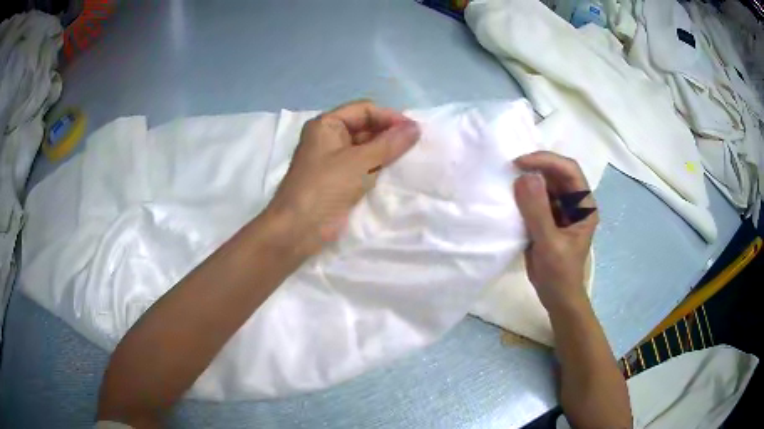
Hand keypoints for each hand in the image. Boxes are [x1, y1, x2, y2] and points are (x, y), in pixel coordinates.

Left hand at [264, 100, 419, 257]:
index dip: (389, 117)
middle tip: (415, 145)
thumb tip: (416, 128)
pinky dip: (378, 167)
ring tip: (410, 158)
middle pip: (364, 127)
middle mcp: (328, 138)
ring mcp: (332, 160)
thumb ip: (390, 144)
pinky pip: (362, 166)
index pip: (364, 110)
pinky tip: (396, 172)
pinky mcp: (337, 180)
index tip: (415, 130)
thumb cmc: (325, 188)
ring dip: (385, 151)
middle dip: (389, 134)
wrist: (298, 230)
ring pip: (365, 147)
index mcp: (327, 124)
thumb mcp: (360, 162)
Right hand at [513, 151, 597, 313]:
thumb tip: (524, 177)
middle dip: (536, 167)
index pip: (569, 171)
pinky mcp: (548, 217)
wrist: (556, 297)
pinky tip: (510, 195)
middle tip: (510, 169)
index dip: (547, 161)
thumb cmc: (560, 273)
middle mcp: (574, 202)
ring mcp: (561, 209)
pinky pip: (535, 197)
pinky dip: (523, 194)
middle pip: (557, 173)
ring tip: (508, 179)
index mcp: (584, 205)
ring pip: (545, 183)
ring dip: (528, 179)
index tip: (520, 163)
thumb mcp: (549, 243)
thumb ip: (538, 211)